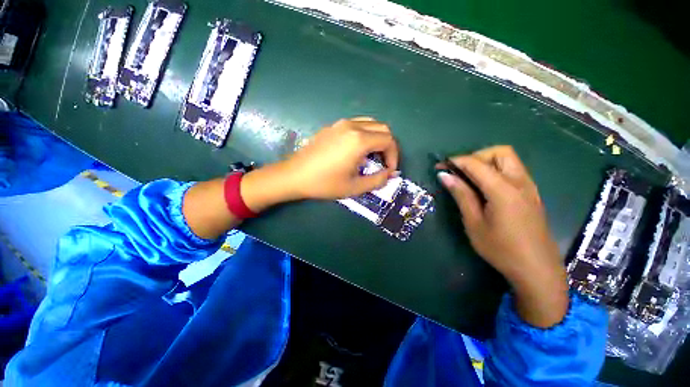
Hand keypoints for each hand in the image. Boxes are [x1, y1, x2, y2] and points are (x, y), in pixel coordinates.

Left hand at [282, 117, 399, 199]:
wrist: (294, 175)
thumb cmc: (324, 183)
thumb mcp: (354, 187)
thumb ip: (377, 180)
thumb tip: (390, 174)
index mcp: (359, 140)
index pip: (389, 140)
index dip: (394, 156)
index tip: (389, 170)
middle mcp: (352, 126)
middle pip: (382, 128)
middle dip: (388, 146)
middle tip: (383, 163)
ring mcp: (340, 124)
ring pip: (369, 123)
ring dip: (376, 138)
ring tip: (371, 156)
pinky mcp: (331, 127)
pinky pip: (356, 125)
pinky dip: (364, 135)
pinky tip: (355, 151)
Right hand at [437, 146, 568, 326]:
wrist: (537, 270)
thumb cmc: (501, 249)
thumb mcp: (474, 222)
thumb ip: (461, 194)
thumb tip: (444, 175)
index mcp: (503, 190)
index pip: (476, 163)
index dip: (456, 161)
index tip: (440, 166)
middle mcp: (520, 182)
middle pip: (499, 152)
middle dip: (476, 156)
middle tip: (460, 172)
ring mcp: (529, 187)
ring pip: (509, 159)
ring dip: (486, 162)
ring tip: (469, 179)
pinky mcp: (532, 194)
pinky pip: (514, 171)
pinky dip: (496, 170)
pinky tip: (485, 187)